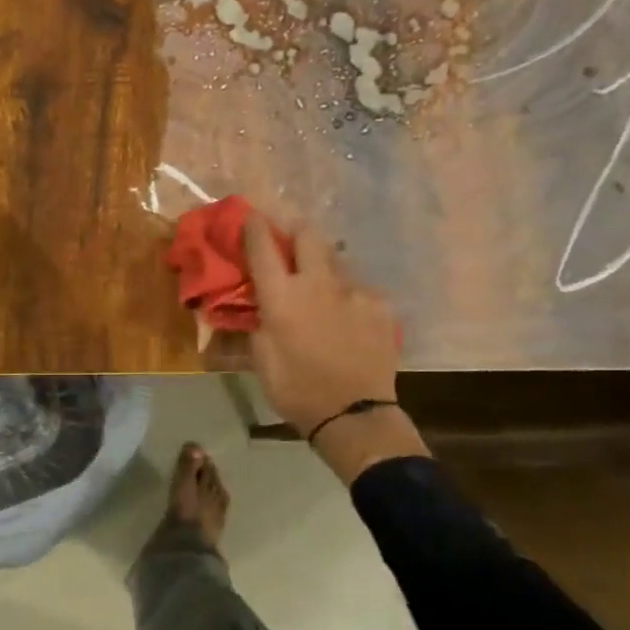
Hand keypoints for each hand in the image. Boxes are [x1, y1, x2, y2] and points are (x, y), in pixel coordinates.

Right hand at [244, 217, 428, 481]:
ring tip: (320, 282)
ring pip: (336, 260)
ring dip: (323, 263)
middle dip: (295, 228)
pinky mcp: (379, 305)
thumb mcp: (261, 359)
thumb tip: (253, 309)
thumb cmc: (295, 388)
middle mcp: (317, 283)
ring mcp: (353, 291)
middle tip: (289, 236)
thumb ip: (255, 324)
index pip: (263, 247)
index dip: (254, 226)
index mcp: (281, 296)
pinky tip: (346, 313)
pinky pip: (358, 289)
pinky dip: (347, 294)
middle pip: (308, 235)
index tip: (251, 215)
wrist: (354, 413)